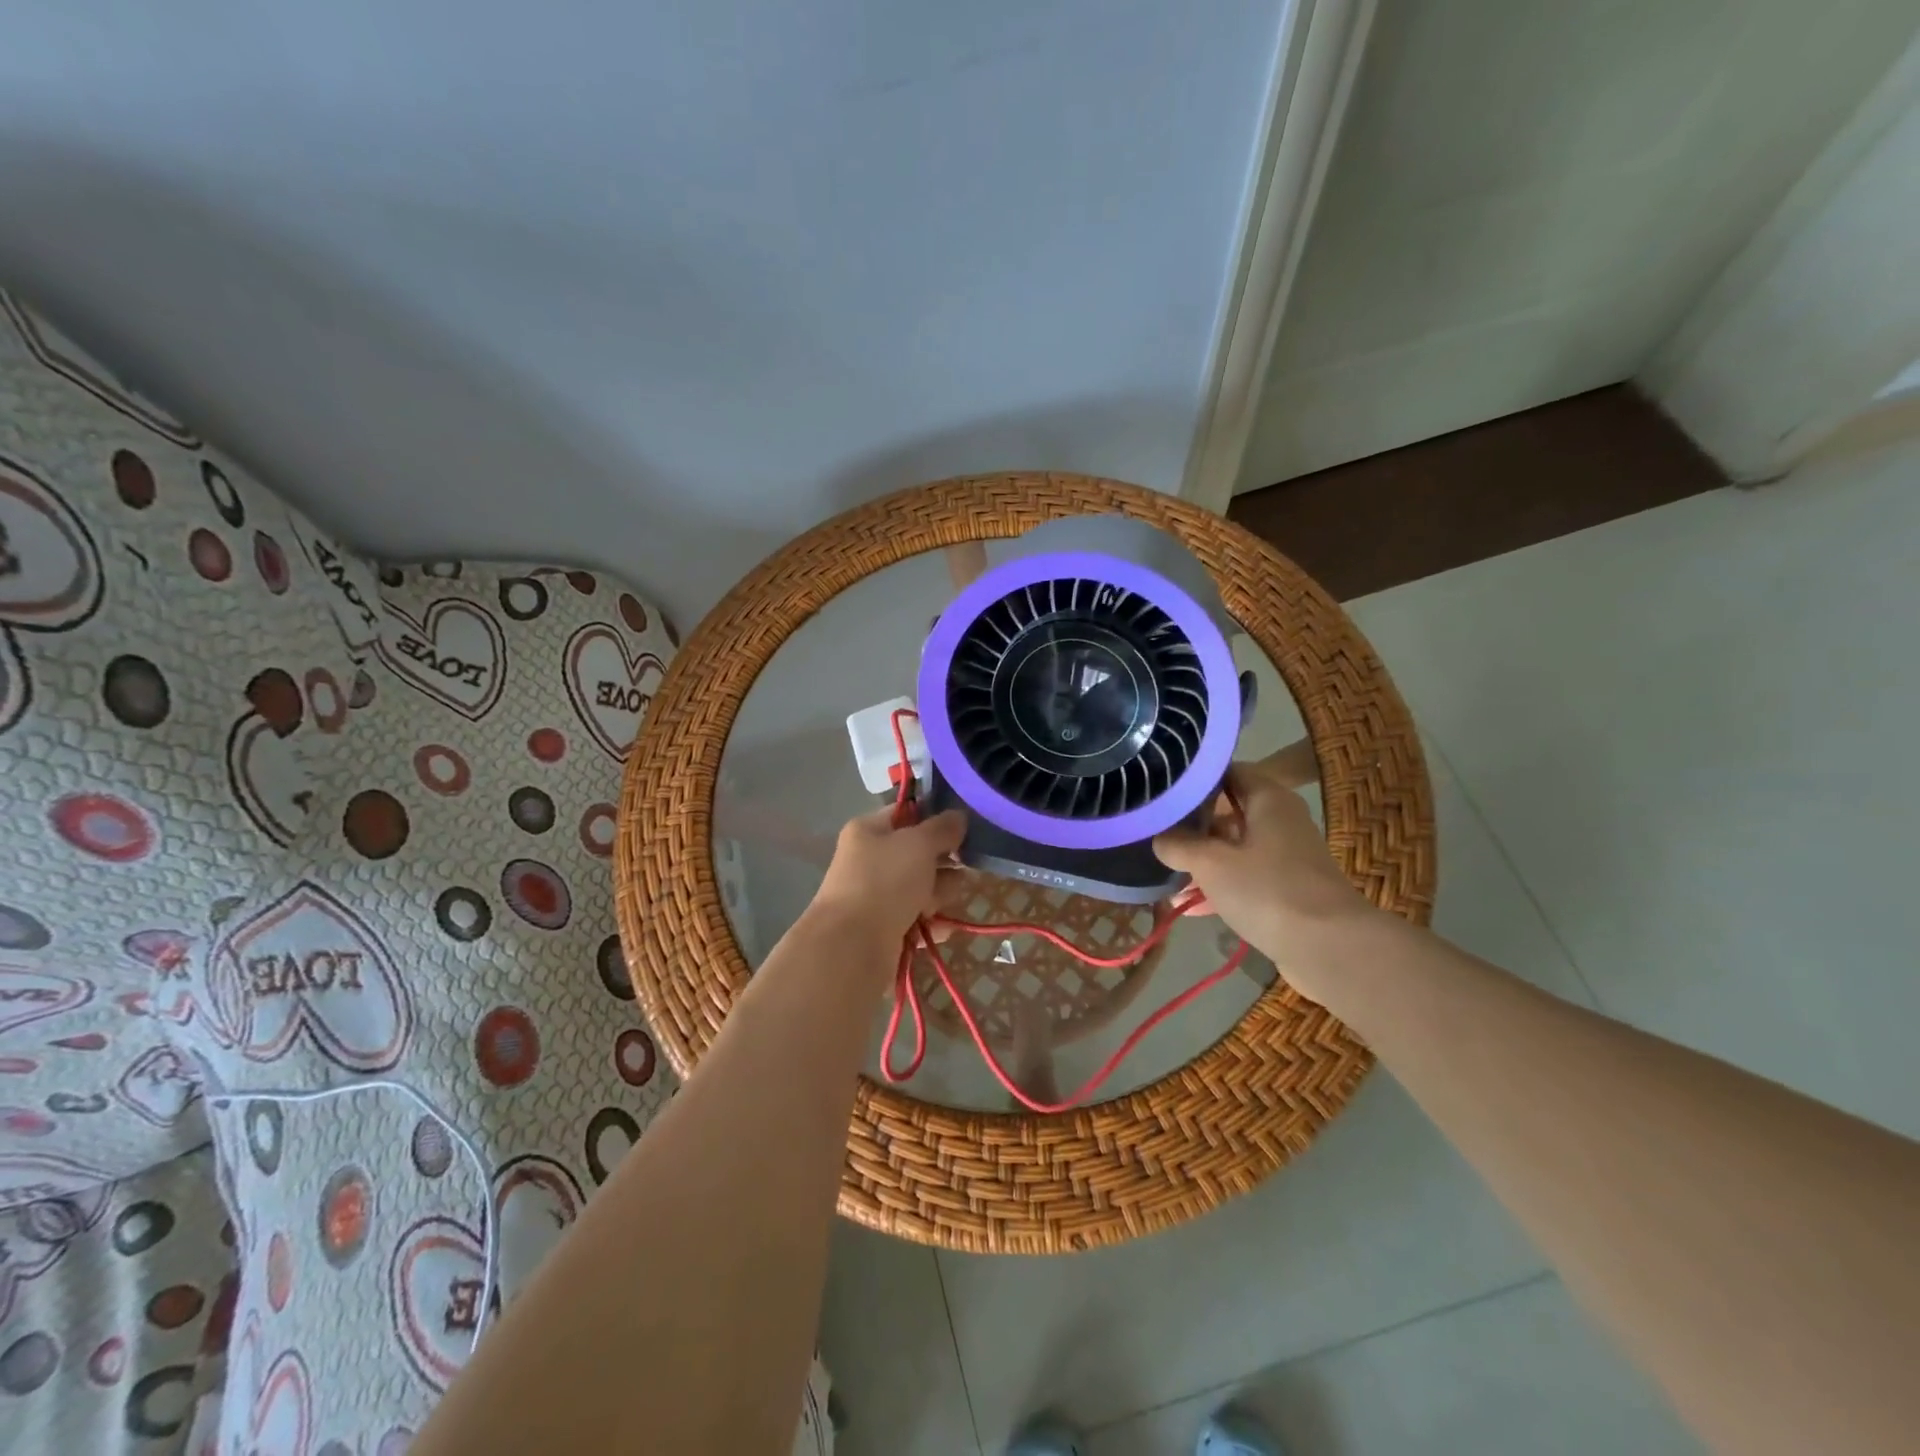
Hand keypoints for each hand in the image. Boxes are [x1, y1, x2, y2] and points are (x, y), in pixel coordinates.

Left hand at [807, 806, 966, 954]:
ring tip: (942, 903)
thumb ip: (942, 828)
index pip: (907, 813)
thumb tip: (959, 816)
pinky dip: (930, 923)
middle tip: (963, 867)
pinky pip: (916, 919)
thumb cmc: (885, 882)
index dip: (936, 817)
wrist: (852, 947)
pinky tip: (941, 929)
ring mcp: (875, 896)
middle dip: (943, 862)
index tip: (965, 826)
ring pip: (920, 887)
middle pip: (918, 853)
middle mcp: (869, 859)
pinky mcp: (883, 928)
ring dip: (938, 894)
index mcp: (868, 830)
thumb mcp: (919, 844)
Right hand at [1153, 760, 1381, 1002]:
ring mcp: (1285, 857)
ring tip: (1164, 868)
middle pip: (1229, 810)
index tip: (1160, 787)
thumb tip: (1158, 837)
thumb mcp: (1210, 863)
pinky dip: (1219, 885)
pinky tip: (1188, 904)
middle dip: (1192, 822)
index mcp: (1269, 799)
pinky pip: (1244, 877)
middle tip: (1154, 829)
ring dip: (1202, 858)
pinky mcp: (1286, 889)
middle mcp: (1280, 820)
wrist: (1329, 948)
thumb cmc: (1267, 890)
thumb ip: (1178, 844)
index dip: (1193, 777)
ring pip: (1234, 847)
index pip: (1227, 771)